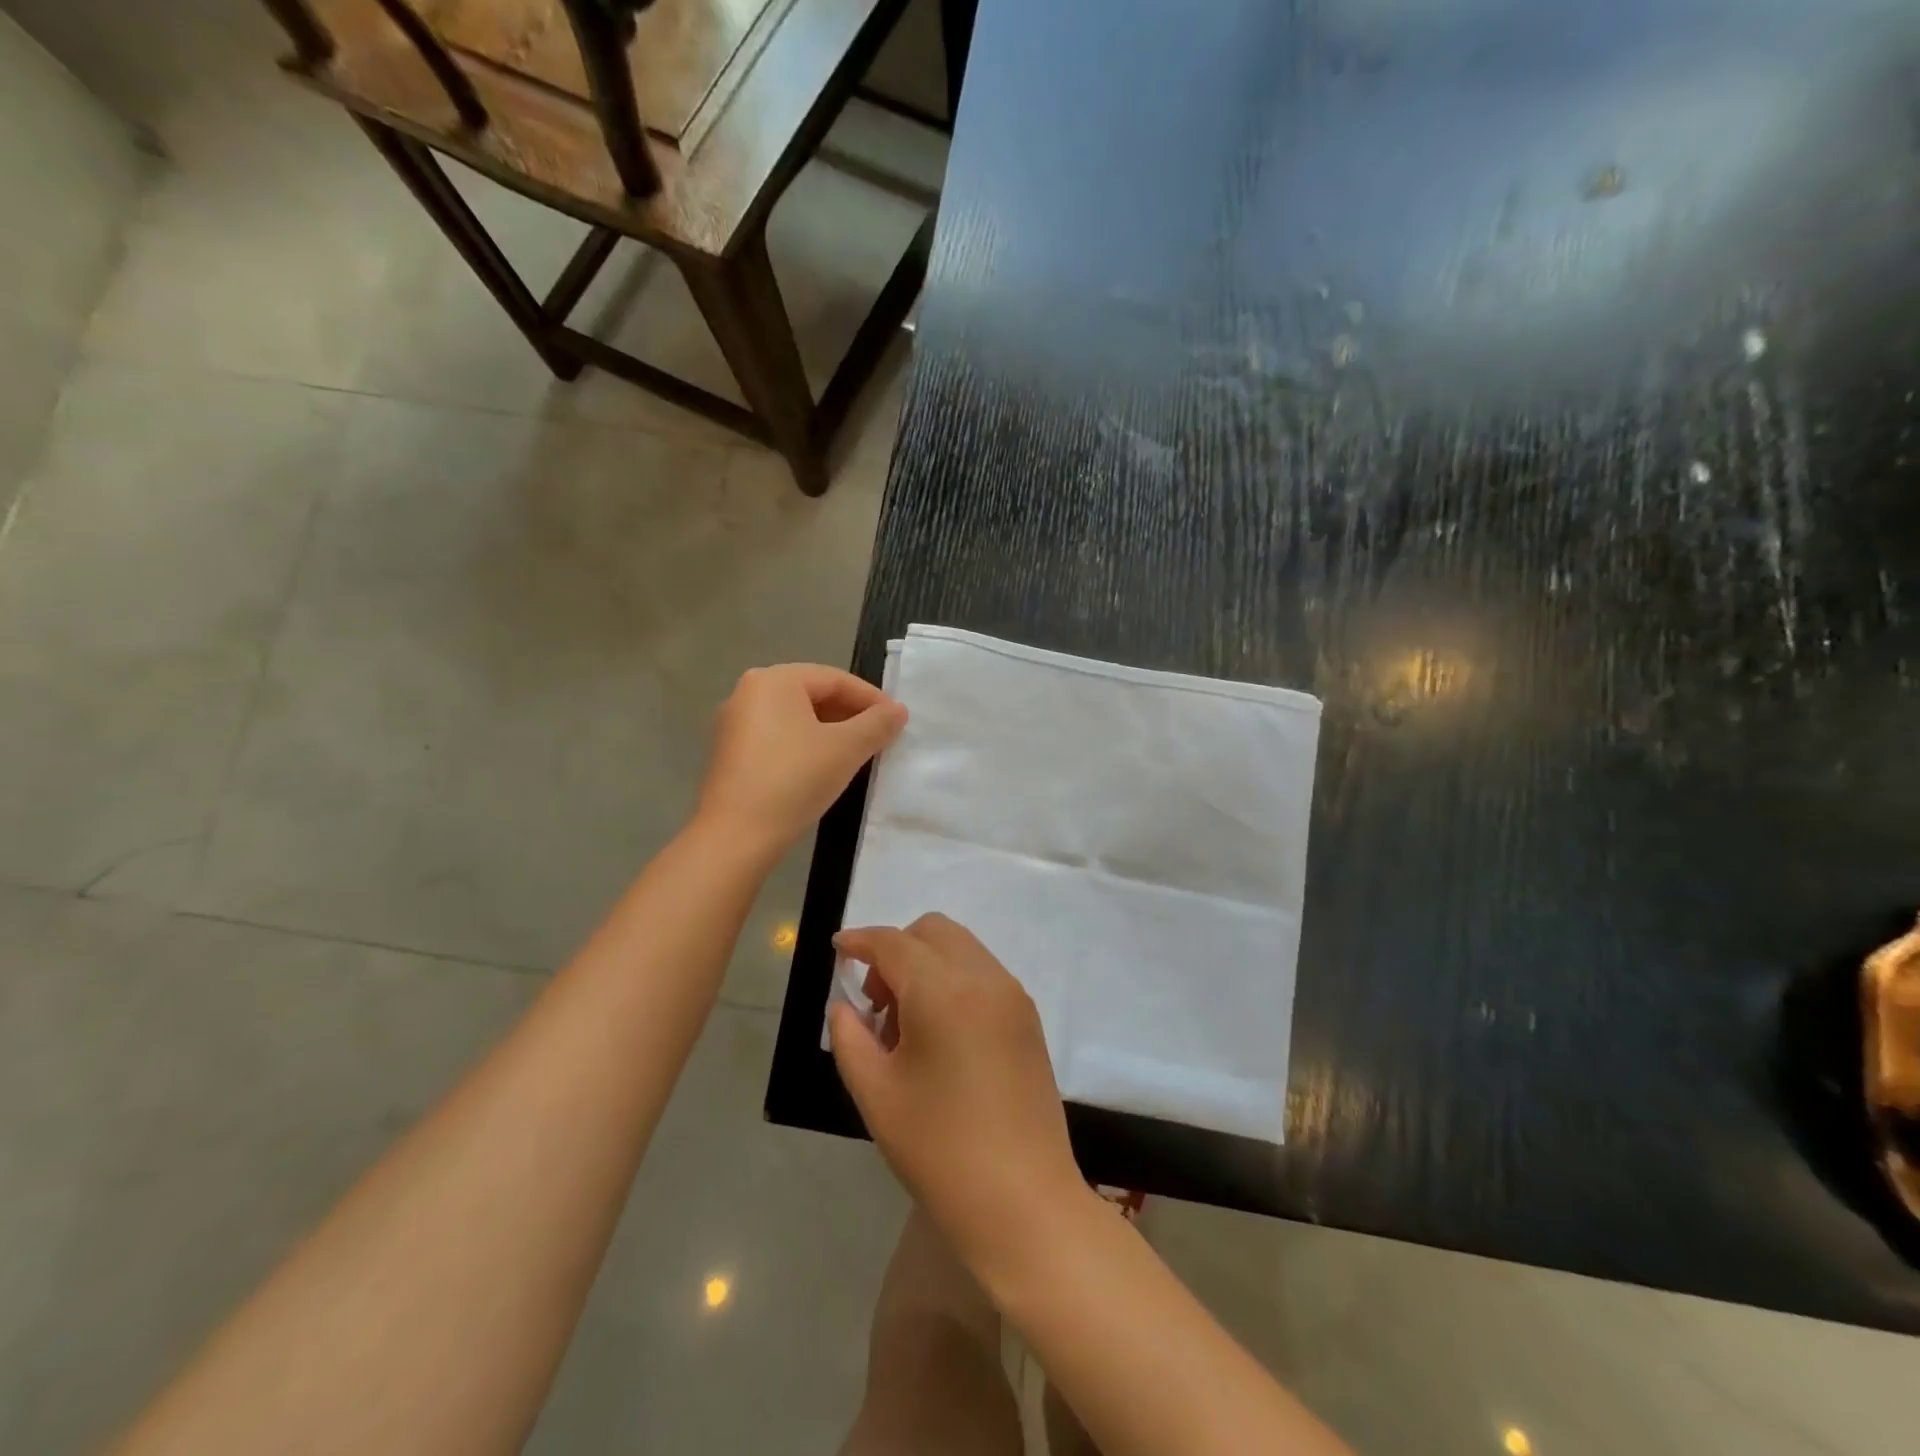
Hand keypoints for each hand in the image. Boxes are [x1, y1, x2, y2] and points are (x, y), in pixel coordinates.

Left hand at [697, 665, 905, 855]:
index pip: (835, 679)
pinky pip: (779, 737)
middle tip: (881, 737)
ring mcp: (735, 724)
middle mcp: (748, 692)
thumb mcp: (846, 749)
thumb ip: (877, 724)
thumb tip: (898, 711)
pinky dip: (807, 745)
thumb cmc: (795, 779)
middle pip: (813, 694)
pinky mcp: (731, 754)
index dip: (871, 698)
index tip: (897, 721)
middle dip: (851, 714)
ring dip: (831, 731)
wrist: (737, 835)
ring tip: (859, 753)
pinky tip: (825, 768)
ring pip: (796, 718)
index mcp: (773, 680)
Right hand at [829, 915, 1085, 1272]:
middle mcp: (984, 977)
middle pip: (933, 932)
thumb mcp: (876, 1093)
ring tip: (906, 1026)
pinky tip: (940, 1034)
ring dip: (926, 964)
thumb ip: (850, 1036)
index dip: (860, 940)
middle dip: (896, 949)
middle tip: (876, 1003)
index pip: (894, 943)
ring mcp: (1013, 996)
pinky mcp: (1029, 1018)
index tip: (838, 949)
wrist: (1024, 1202)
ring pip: (961, 949)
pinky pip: (982, 974)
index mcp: (943, 990)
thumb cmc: (939, 1149)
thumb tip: (846, 1004)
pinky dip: (953, 980)